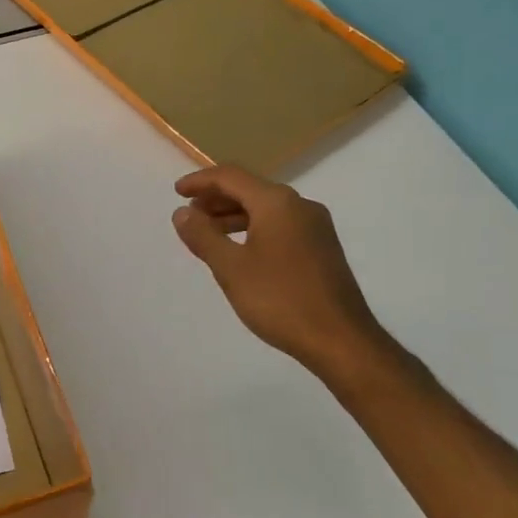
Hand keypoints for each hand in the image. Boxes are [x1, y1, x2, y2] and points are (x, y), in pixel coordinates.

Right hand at [172, 164, 392, 379]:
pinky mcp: (322, 248)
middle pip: (250, 189)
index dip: (200, 181)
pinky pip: (279, 226)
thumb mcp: (230, 268)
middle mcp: (299, 206)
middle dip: (216, 199)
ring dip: (233, 216)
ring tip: (208, 234)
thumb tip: (182, 212)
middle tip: (189, 215)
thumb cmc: (280, 300)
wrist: (341, 340)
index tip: (176, 192)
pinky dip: (253, 229)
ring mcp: (315, 227)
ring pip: (266, 209)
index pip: (231, 177)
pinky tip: (240, 251)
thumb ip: (203, 236)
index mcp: (277, 203)